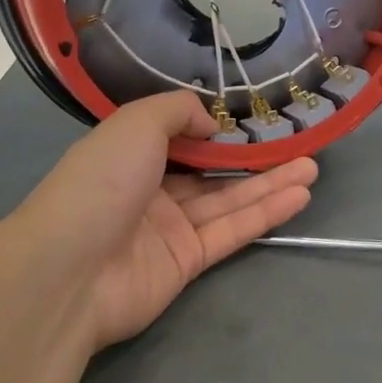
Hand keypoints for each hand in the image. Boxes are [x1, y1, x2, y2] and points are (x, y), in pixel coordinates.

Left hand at [16, 92, 316, 350]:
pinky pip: (232, 231)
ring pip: (229, 200)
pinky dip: (265, 214)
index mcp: (130, 154)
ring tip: (312, 168)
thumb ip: (178, 111)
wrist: (69, 271)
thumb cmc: (100, 183)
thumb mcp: (135, 124)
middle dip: (254, 158)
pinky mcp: (188, 261)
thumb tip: (211, 123)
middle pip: (212, 170)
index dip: (217, 130)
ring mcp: (171, 228)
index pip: (180, 137)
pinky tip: (299, 196)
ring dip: (271, 184)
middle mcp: (151, 189)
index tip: (254, 119)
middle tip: (299, 145)